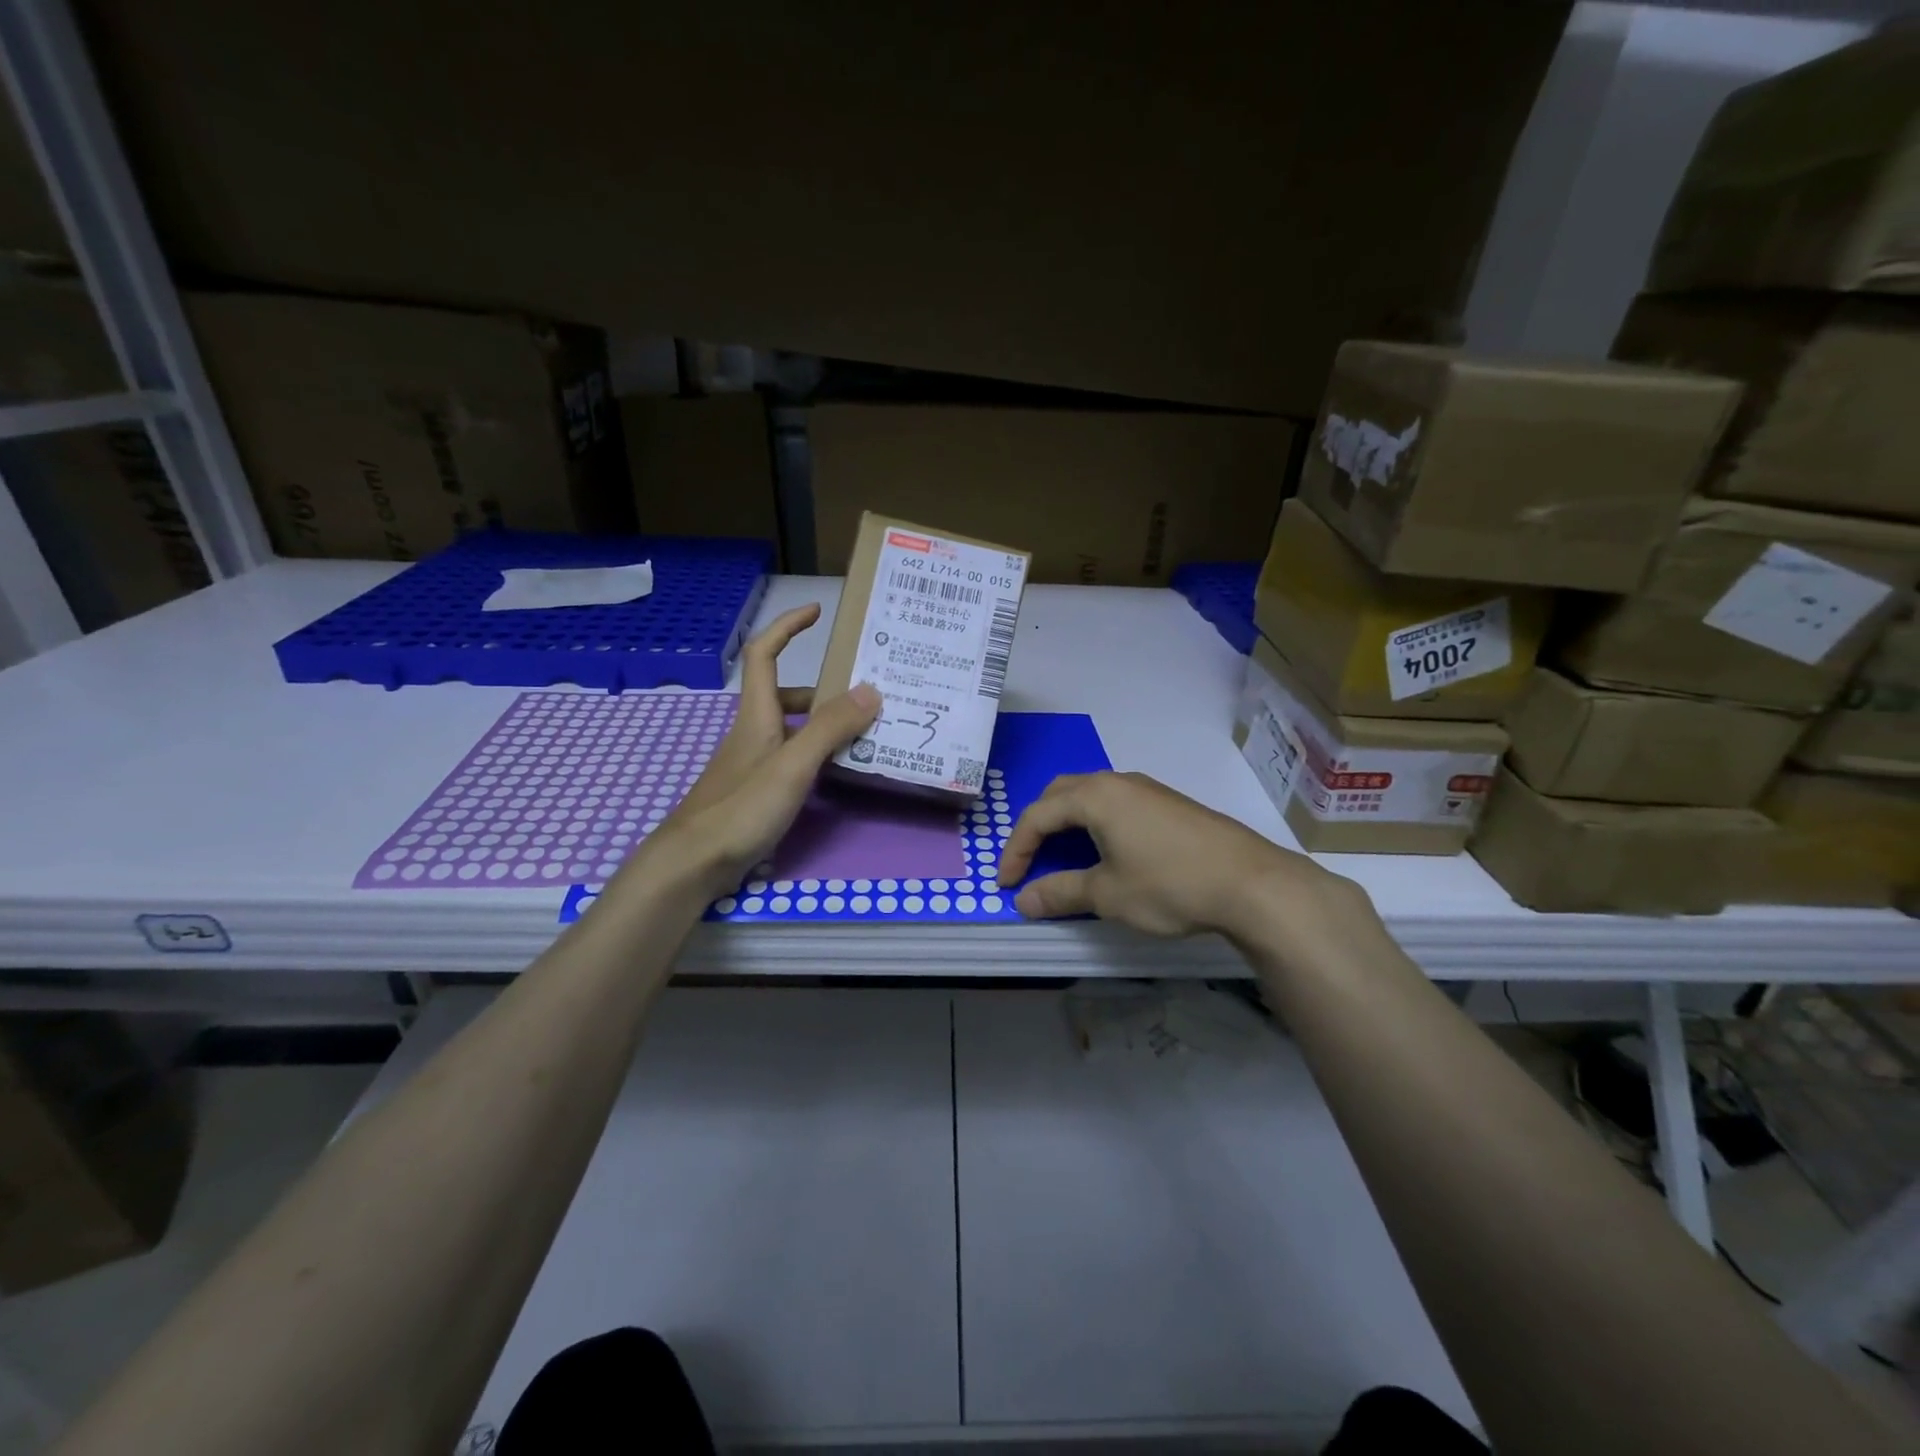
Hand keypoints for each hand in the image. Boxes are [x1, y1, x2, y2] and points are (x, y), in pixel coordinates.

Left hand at [634, 604, 878, 899]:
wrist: (692, 863)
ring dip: (823, 725)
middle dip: (823, 690)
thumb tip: (871, 689)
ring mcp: (751, 764)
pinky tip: (835, 775)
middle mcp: (752, 732)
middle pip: (785, 695)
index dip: (788, 627)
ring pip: (790, 729)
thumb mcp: (793, 765)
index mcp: (757, 715)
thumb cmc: (740, 808)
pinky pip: (790, 758)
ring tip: (863, 736)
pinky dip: (815, 756)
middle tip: (864, 698)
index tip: (817, 612)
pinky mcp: (754, 791)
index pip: (765, 654)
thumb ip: (830, 729)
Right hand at [995, 770, 1370, 940]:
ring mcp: (1148, 789)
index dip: (1016, 849)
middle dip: (1038, 825)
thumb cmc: (1169, 885)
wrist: (1251, 882)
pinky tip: (1109, 852)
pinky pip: (1117, 804)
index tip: (1006, 884)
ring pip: (1091, 795)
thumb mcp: (1108, 895)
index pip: (1037, 815)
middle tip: (1030, 859)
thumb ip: (1061, 893)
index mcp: (1095, 796)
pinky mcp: (1170, 804)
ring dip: (1068, 822)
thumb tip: (1023, 901)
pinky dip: (1097, 823)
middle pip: (1061, 794)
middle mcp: (1117, 781)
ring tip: (1065, 856)